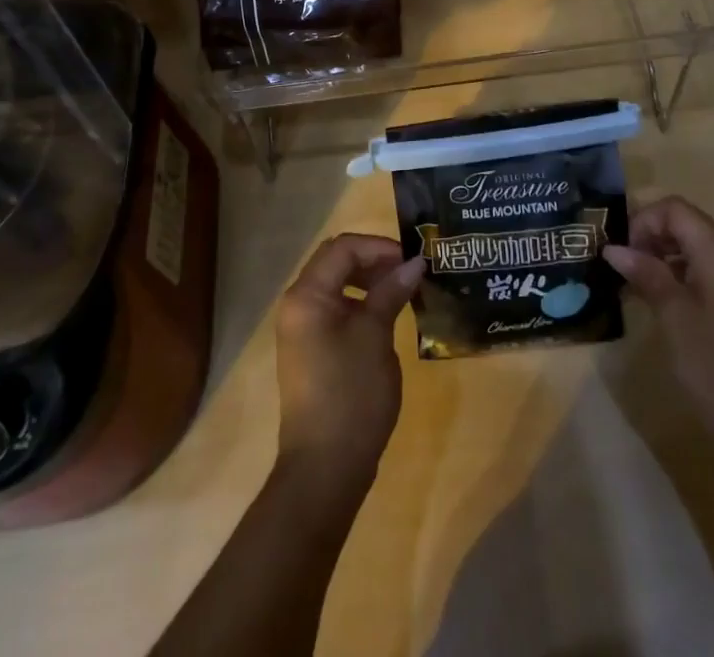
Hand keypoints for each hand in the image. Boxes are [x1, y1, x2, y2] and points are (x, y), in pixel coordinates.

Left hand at [275, 233, 424, 484]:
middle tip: (410, 272)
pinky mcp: (312, 349)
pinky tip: (387, 318)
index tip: (412, 260)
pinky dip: (361, 304)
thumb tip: (415, 262)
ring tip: (403, 292)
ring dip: (369, 281)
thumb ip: (391, 292)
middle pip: (337, 261)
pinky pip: (336, 309)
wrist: (325, 467)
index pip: (343, 247)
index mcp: (307, 295)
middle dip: (374, 260)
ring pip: (337, 285)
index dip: (379, 247)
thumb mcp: (375, 336)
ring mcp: (302, 328)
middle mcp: (298, 304)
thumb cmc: (350, 394)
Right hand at [603, 195, 713, 455]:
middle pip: (686, 224)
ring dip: (661, 257)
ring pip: (694, 248)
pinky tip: (659, 303)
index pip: (676, 209)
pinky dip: (678, 276)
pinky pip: (704, 272)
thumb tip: (614, 248)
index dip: (644, 221)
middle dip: (650, 237)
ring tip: (635, 286)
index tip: (623, 253)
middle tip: (623, 268)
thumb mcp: (674, 317)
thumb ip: (646, 274)